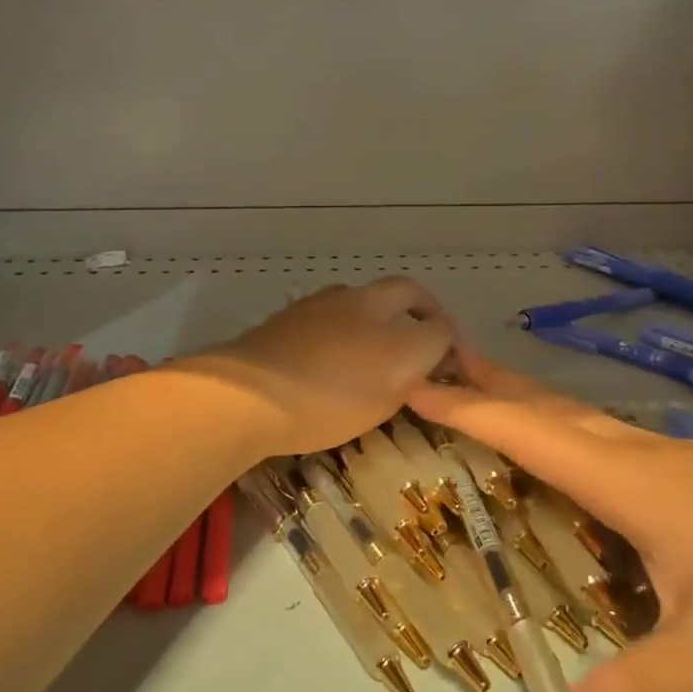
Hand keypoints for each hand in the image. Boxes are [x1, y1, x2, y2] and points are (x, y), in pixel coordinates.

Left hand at [189, 278, 456, 455]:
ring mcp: (308, 312)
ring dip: (373, 323)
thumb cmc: (330, 392)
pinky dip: (338, 338)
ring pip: (353, 308)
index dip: (442, 323)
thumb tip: (438, 335)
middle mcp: (346, 299)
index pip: (423, 302)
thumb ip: (426, 350)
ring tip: (374, 357)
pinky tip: (331, 364)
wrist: (244, 397)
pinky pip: (321, 327)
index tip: (448, 349)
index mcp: (378, 306)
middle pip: (390, 294)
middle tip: (419, 344)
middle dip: (412, 312)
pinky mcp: (277, 329)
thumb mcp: (395, 376)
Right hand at [411, 349, 692, 691]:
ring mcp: (681, 464)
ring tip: (495, 399)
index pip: (524, 431)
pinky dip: (572, 436)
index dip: (464, 407)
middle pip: (550, 410)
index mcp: (628, 479)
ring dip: (531, 405)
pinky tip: (585, 463)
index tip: (411, 383)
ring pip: (584, 423)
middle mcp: (644, 458)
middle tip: (441, 366)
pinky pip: (615, 444)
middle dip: (490, 385)